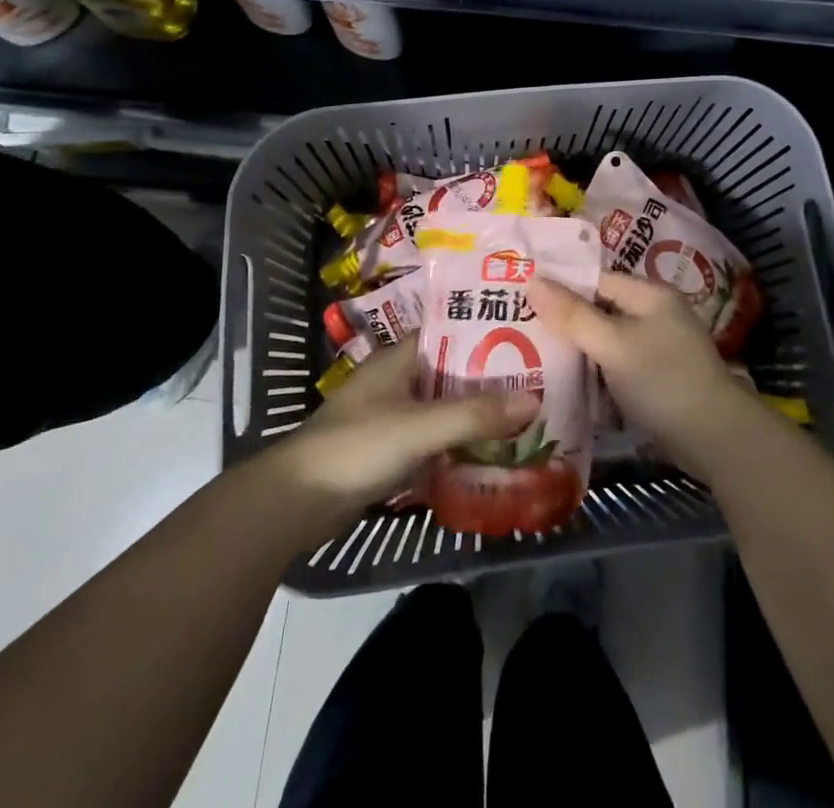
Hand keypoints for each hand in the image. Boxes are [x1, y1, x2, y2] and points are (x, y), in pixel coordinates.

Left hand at [269, 341, 538, 513]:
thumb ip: (474, 415)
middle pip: (451, 372)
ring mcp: (391, 416)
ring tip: (522, 417)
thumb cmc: (357, 447)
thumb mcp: (420, 427)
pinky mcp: (388, 451)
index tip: (526, 336)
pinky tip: (489, 454)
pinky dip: (458, 444)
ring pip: (443, 407)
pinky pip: (433, 439)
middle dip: (489, 380)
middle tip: (537, 382)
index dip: (485, 332)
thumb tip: (534, 400)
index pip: (449, 332)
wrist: (296, 503)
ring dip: (475, 414)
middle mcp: (396, 380)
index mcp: (398, 358)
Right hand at [530, 272, 768, 483]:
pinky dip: (594, 369)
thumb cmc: (663, 380)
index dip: (559, 286)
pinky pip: (615, 362)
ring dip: (577, 347)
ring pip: (605, 338)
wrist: (716, 438)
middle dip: (564, 319)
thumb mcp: (613, 345)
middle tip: (518, 328)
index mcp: (648, 294)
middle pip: (599, 308)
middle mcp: (653, 312)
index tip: (519, 297)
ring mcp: (656, 345)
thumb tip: (532, 280)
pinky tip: (565, 379)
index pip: (594, 279)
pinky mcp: (655, 375)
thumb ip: (572, 315)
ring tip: (531, 353)